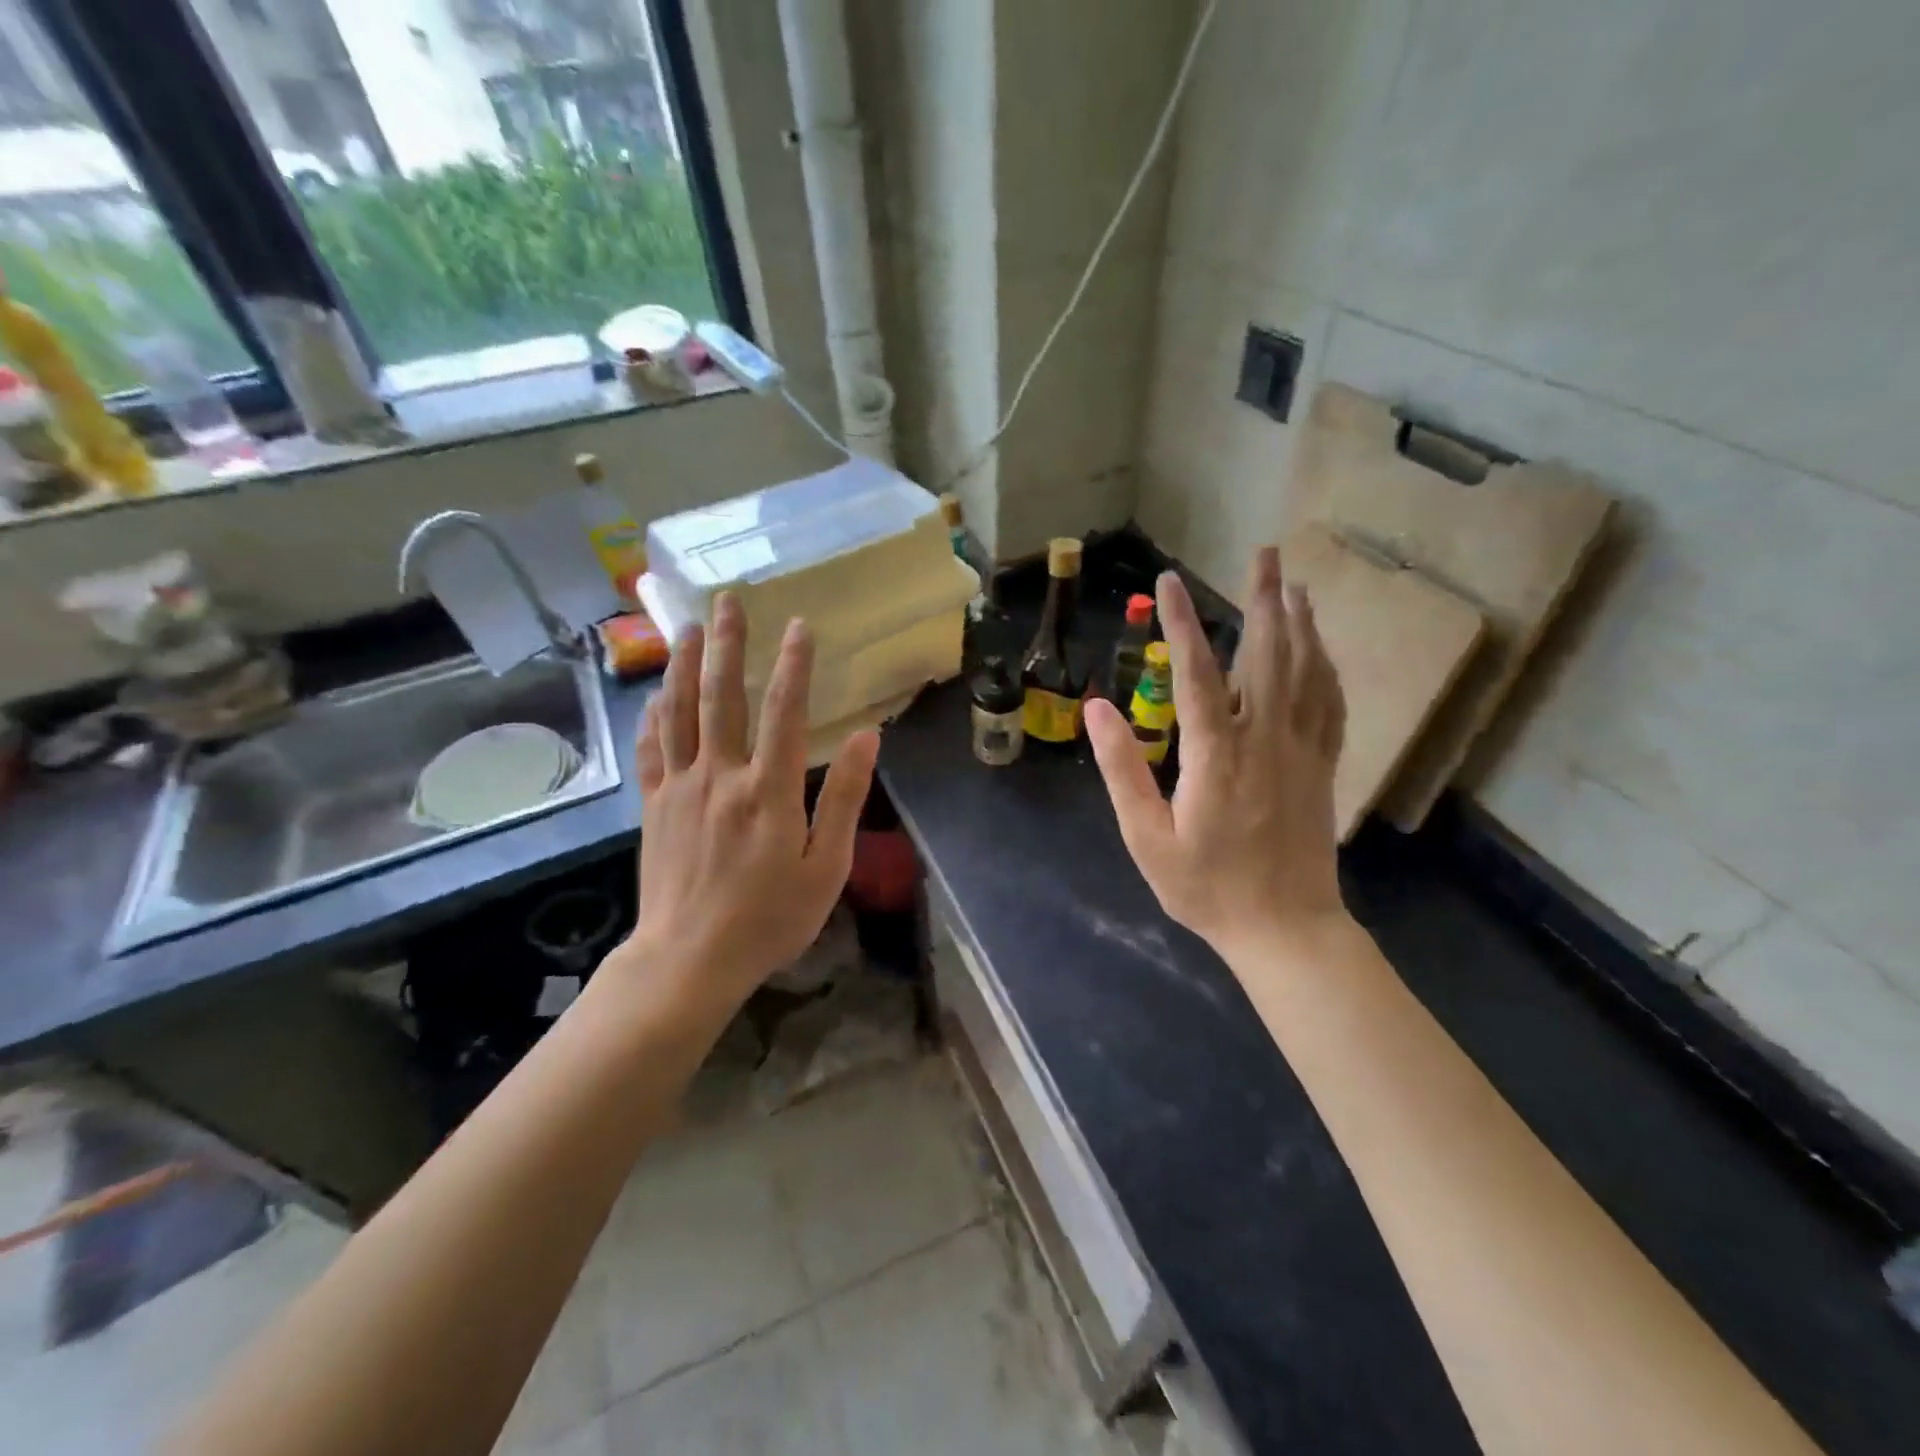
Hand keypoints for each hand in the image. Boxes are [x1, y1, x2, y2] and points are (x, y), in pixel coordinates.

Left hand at [623, 593, 879, 1008]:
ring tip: (687, 627)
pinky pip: (652, 750)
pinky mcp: (654, 806)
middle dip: (726, 644)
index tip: (799, 626)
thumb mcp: (825, 868)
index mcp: (768, 791)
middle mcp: (720, 777)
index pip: (783, 711)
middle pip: (721, 696)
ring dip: (683, 665)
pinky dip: (654, 716)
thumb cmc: (768, 919)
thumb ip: (843, 798)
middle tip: (728, 601)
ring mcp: (680, 788)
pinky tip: (656, 694)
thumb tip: (865, 739)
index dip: (793, 664)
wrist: (688, 961)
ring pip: (678, 712)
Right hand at [1086, 546, 1348, 957]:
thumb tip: (1097, 709)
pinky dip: (1325, 666)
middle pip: (1267, 655)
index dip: (1181, 622)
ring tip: (1293, 584)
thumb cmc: (1207, 888)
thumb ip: (1122, 770)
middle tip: (1264, 554)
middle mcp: (1265, 740)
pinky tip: (1320, 648)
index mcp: (1216, 756)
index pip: (1195, 673)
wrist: (1285, 928)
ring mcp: (1302, 751)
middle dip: (1263, 599)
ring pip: (1306, 672)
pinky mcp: (1322, 766)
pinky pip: (1329, 703)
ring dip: (1299, 623)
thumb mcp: (1147, 838)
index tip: (1169, 581)